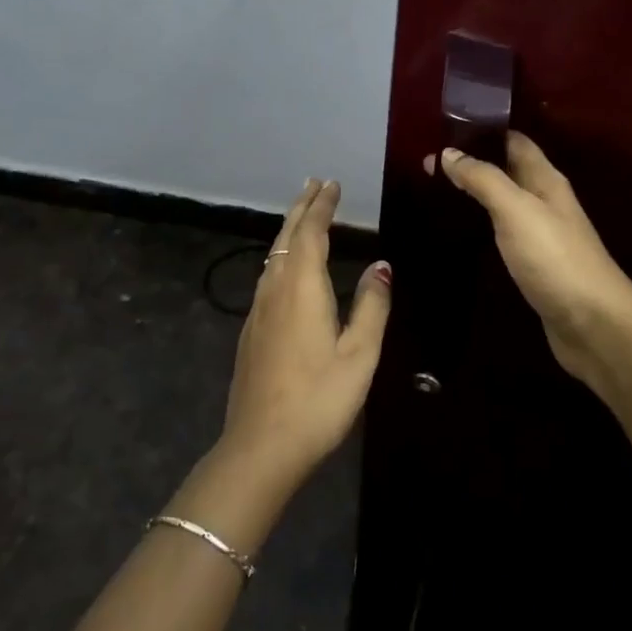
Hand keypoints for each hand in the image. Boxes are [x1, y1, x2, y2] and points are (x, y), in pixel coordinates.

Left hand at [219, 178, 390, 489]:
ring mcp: (258, 310)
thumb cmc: (319, 399)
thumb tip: (380, 265)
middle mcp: (275, 289)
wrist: (260, 446)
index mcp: (302, 287)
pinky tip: (287, 265)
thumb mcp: (360, 355)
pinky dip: (282, 254)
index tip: (331, 184)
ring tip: (303, 214)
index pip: (310, 232)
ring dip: (290, 229)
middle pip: (287, 236)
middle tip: (315, 184)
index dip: (321, 206)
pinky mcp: (251, 330)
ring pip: (274, 255)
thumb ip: (372, 305)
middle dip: (302, 207)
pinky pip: (268, 274)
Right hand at [440, 134, 631, 393]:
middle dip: (471, 162)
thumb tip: (449, 152)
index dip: (482, 130)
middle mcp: (544, 201)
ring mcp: (540, 234)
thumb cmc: (555, 258)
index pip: (513, 141)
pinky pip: (502, 232)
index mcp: (545, 180)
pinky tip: (460, 230)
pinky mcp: (533, 264)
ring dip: (474, 193)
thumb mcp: (516, 210)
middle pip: (506, 170)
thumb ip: (483, 179)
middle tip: (426, 162)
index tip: (443, 126)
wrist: (594, 325)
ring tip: (433, 190)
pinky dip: (480, 224)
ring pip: (503, 201)